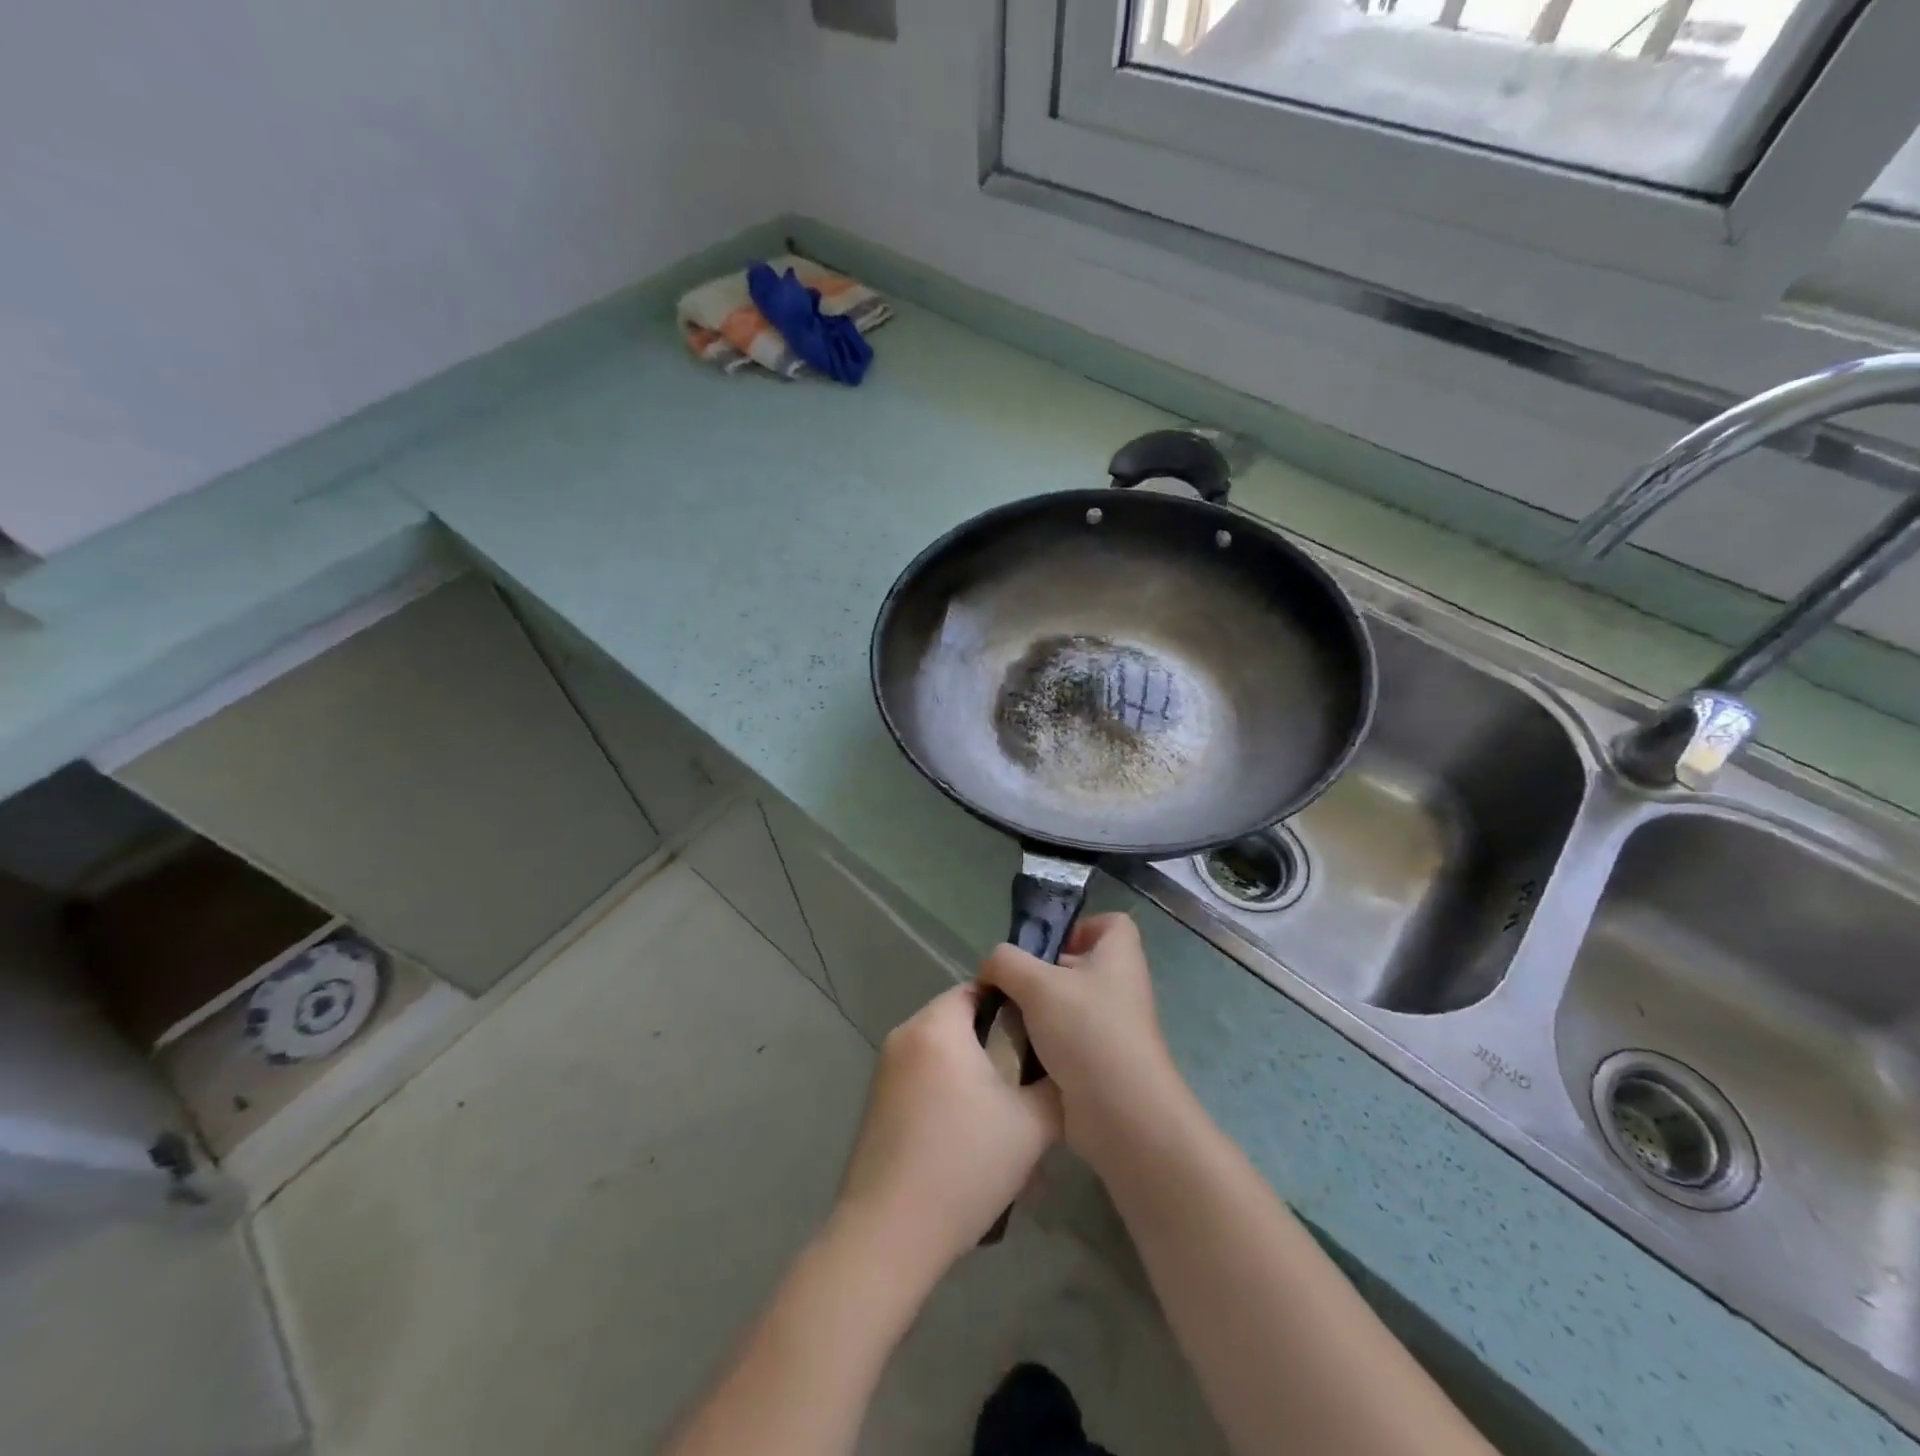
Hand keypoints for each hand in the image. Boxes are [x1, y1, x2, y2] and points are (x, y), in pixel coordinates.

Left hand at [831, 982, 1061, 1282]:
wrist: (888, 1235)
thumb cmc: (963, 1165)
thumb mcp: (1031, 1126)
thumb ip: (1056, 1086)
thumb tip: (1067, 1068)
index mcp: (936, 1026)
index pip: (980, 987)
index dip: (1016, 1004)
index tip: (1045, 1031)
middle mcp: (905, 1036)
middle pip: (961, 1020)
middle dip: (998, 1043)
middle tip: (1033, 1076)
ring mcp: (885, 1070)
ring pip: (944, 1053)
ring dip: (976, 1073)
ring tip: (1009, 1113)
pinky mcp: (878, 1103)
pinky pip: (924, 1079)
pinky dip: (951, 1093)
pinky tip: (974, 1138)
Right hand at [978, 914, 1190, 1173]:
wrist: (1121, 1113)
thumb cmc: (1086, 1031)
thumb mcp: (1036, 984)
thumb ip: (1006, 962)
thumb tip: (992, 964)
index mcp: (1119, 956)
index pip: (1109, 923)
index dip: (1079, 927)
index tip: (1046, 946)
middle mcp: (1121, 986)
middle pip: (1080, 964)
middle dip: (1042, 972)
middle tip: (1009, 985)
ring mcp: (1113, 1026)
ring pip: (1068, 1005)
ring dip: (1038, 1012)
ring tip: (1007, 1020)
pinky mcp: (1101, 1061)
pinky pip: (1067, 1040)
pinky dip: (1044, 1044)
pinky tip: (1018, 1053)